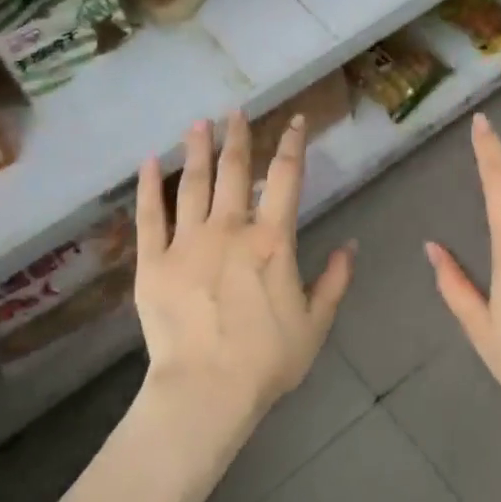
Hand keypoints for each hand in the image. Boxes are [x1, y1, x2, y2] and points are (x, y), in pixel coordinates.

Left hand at [133, 111, 352, 429]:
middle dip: (238, 136)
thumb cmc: (267, 359)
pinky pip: (150, 215)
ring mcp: (187, 242)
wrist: (206, 390)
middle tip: (236, 111)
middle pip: (235, 170)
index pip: (286, 178)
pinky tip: (149, 162)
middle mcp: (229, 229)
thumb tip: (351, 245)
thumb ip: (335, 280)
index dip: (293, 144)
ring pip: (193, 184)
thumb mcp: (316, 322)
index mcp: (272, 240)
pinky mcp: (153, 262)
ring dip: (198, 150)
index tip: (296, 121)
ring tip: (198, 124)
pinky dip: (149, 187)